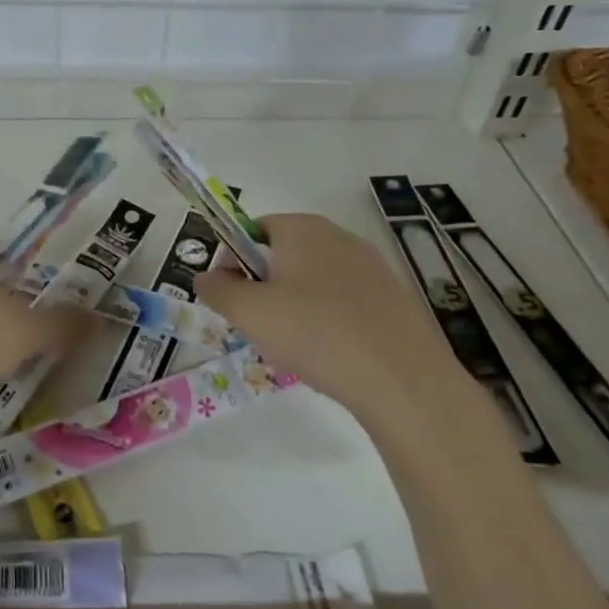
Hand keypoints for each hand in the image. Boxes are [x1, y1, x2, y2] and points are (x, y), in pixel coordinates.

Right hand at [195, 213, 480, 445]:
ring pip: (314, 281)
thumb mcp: (249, 313)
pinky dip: (330, 322)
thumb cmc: (316, 333)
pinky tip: (332, 356)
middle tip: (260, 326)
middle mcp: (338, 236)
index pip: (253, 228)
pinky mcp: (395, 298)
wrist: (404, 380)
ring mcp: (372, 266)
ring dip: (296, 307)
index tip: (232, 298)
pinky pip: (346, 302)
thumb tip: (205, 277)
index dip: (234, 260)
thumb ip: (217, 290)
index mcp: (302, 228)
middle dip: (265, 287)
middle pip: (284, 255)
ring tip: (297, 348)